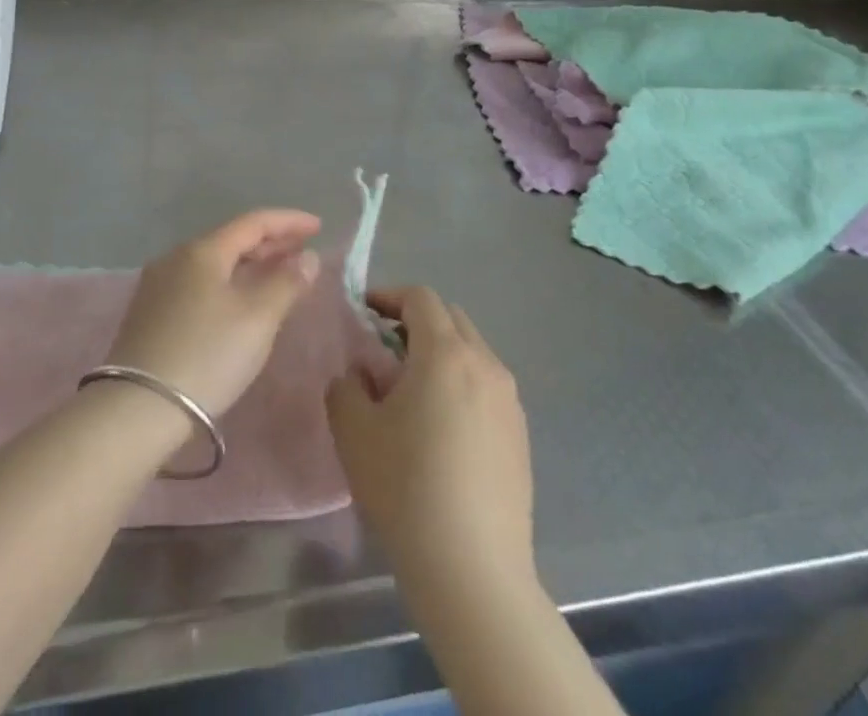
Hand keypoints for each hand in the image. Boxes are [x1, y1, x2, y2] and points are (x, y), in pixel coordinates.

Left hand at [105, 209, 321, 416]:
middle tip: (304, 251)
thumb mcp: (257, 320)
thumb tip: (308, 257)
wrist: (137, 408)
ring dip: (250, 264)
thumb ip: (287, 283)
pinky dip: (229, 283)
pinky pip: (200, 283)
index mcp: (202, 250)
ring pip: (215, 263)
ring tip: (278, 274)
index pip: (253, 222)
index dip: (289, 222)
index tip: (318, 227)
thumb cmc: (207, 356)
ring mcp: (159, 285)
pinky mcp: (151, 313)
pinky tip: (241, 301)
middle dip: (271, 243)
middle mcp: (177, 258)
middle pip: (232, 240)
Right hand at [326, 287, 534, 589]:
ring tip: (413, 392)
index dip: (388, 297)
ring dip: (441, 354)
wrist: (472, 569)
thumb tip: (360, 374)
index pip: (420, 297)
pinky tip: (442, 430)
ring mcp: (510, 400)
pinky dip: (462, 385)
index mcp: (445, 352)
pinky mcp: (521, 435)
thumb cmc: (406, 487)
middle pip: (450, 318)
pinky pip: (487, 387)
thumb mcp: (353, 429)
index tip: (364, 314)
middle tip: (384, 350)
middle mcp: (485, 364)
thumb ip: (346, 385)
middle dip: (416, 322)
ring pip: (472, 352)